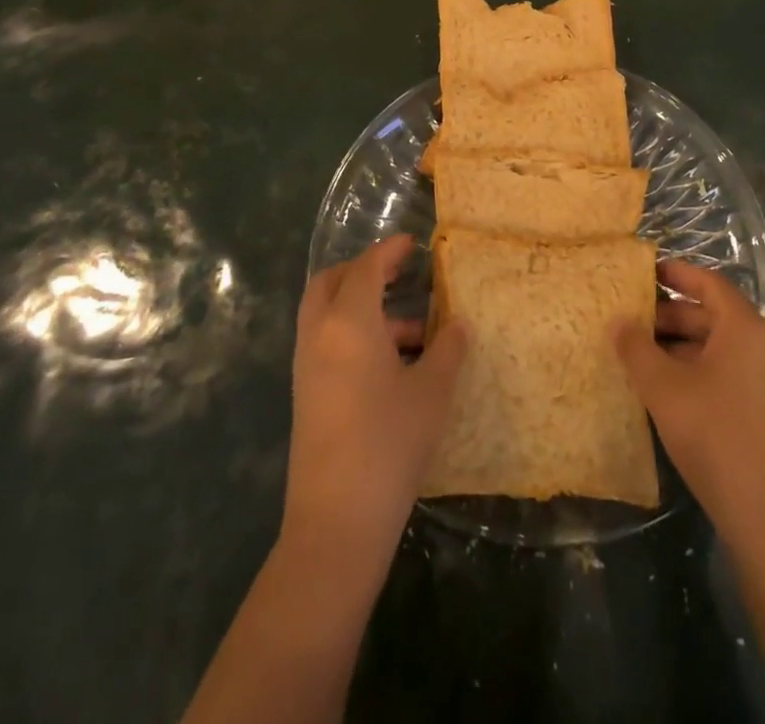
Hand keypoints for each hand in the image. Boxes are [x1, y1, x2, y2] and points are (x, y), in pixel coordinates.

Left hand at [283, 235, 466, 565]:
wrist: (337, 521)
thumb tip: (458, 323)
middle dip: (362, 271)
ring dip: (362, 308)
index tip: (413, 243)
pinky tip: (392, 364)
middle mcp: (319, 334)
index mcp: (348, 321)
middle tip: (398, 275)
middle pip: (331, 282)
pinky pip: (327, 343)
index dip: (389, 250)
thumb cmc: (390, 442)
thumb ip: (448, 348)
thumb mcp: (432, 391)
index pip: (366, 267)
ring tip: (413, 332)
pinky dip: (353, 335)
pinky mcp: (306, 394)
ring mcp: (307, 366)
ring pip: (327, 314)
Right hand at [615, 260, 764, 557]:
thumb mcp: (663, 387)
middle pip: (715, 316)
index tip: (645, 273)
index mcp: (746, 329)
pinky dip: (700, 370)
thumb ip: (636, 348)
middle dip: (672, 315)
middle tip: (633, 321)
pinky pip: (731, 373)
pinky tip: (670, 391)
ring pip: (721, 348)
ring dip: (683, 346)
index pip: (709, 284)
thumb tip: (618, 321)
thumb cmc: (714, 435)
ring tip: (643, 356)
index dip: (677, 274)